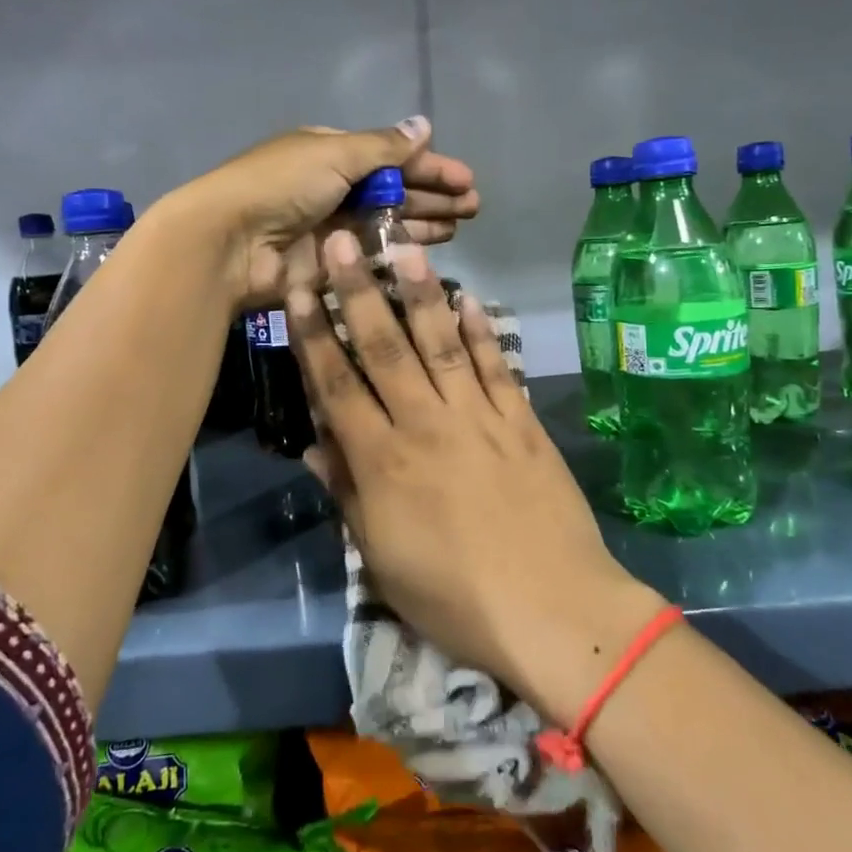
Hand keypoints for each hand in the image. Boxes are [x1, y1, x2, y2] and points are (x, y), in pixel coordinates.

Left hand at [160, 116, 480, 311]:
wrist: (229, 242)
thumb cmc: (280, 185)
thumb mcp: (333, 155)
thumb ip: (383, 148)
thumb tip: (423, 126)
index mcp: (329, 153)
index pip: (389, 156)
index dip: (428, 166)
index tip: (466, 179)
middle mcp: (332, 188)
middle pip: (392, 189)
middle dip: (433, 195)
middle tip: (473, 207)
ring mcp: (330, 229)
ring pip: (386, 223)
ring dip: (422, 222)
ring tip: (460, 226)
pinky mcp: (328, 264)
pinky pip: (371, 255)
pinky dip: (398, 252)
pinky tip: (428, 253)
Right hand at [288, 230, 658, 719]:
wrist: (552, 611)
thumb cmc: (453, 596)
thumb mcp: (381, 557)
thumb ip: (347, 493)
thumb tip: (313, 446)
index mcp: (382, 461)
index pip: (337, 385)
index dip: (315, 334)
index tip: (299, 290)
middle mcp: (426, 424)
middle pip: (385, 348)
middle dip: (359, 291)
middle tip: (344, 241)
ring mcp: (478, 418)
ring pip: (441, 344)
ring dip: (421, 294)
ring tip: (406, 249)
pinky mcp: (521, 423)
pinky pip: (496, 368)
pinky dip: (482, 332)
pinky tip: (470, 299)